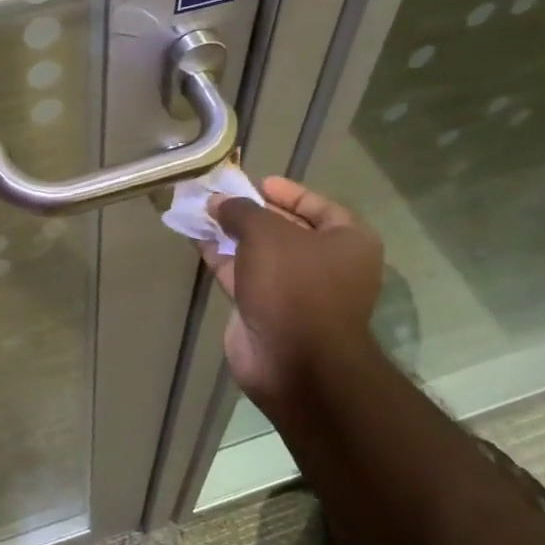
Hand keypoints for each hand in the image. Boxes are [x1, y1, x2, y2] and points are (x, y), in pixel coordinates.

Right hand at [197, 177, 384, 419]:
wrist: (294, 362)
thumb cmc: (294, 286)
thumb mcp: (266, 234)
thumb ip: (241, 211)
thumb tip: (219, 202)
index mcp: (347, 241)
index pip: (317, 205)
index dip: (286, 191)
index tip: (255, 182)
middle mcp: (327, 265)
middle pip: (286, 229)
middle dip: (251, 213)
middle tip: (220, 196)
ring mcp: (296, 291)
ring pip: (260, 254)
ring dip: (231, 235)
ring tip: (201, 212)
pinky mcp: (267, 311)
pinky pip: (243, 276)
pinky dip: (222, 258)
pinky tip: (197, 240)